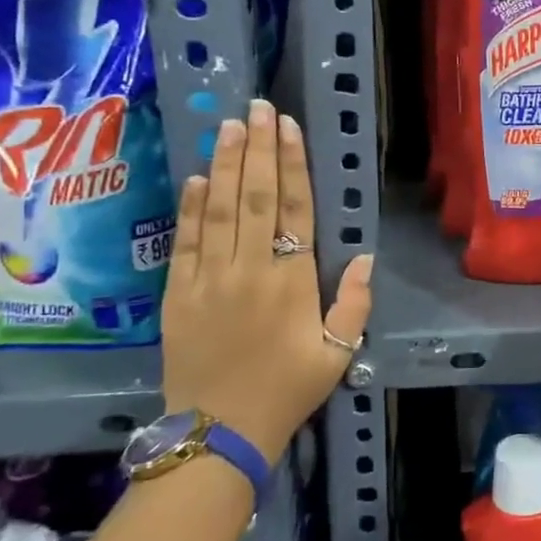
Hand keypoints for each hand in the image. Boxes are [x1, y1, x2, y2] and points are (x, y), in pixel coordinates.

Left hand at [160, 100, 373, 463]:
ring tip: (228, 127)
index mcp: (291, 282)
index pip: (293, 209)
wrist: (219, 433)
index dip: (291, 164)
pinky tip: (196, 178)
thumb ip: (353, 303)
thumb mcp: (337, 353)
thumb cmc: (287, 390)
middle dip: (256, 149)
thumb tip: (363, 256)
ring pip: (217, 210)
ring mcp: (207, 280)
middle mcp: (249, 270)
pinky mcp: (176, 295)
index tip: (287, 127)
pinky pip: (184, 242)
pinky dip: (190, 208)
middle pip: (254, 197)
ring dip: (223, 165)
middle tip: (257, 108)